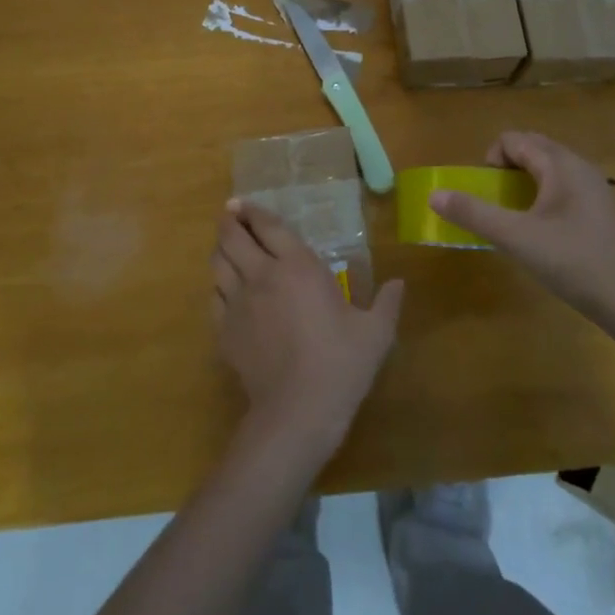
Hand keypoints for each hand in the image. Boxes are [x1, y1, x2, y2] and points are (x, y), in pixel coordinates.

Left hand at [212, 200, 404, 460]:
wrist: (298, 410)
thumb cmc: (341, 364)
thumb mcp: (376, 332)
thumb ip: (388, 302)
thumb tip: (400, 283)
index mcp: (297, 267)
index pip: (268, 227)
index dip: (254, 211)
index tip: (245, 204)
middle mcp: (262, 276)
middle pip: (233, 238)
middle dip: (229, 221)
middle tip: (231, 215)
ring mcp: (238, 303)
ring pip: (218, 264)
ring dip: (221, 250)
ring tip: (226, 247)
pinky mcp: (225, 331)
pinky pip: (214, 297)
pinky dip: (218, 287)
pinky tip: (226, 291)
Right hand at [428, 131, 614, 322]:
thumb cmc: (571, 259)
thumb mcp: (514, 236)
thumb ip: (473, 213)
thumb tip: (434, 195)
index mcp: (559, 163)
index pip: (513, 139)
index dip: (491, 159)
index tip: (487, 192)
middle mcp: (578, 165)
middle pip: (531, 148)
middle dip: (505, 168)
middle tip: (496, 202)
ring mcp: (592, 186)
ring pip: (547, 168)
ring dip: (523, 182)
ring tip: (514, 216)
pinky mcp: (598, 208)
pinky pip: (561, 186)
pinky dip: (542, 196)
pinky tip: (541, 230)